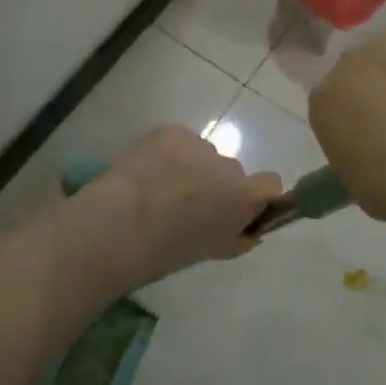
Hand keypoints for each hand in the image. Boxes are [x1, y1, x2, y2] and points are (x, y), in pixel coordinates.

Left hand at [100, 127, 282, 286]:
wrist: (115, 227)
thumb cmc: (165, 252)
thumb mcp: (212, 252)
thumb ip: (238, 237)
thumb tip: (248, 229)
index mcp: (244, 196)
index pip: (271, 184)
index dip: (257, 197)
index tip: (237, 211)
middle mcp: (228, 164)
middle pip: (232, 172)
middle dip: (217, 185)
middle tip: (188, 206)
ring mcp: (198, 144)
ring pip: (204, 156)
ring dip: (192, 168)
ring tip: (160, 190)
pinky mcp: (171, 132)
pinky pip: (180, 142)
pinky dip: (171, 155)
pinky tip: (148, 173)